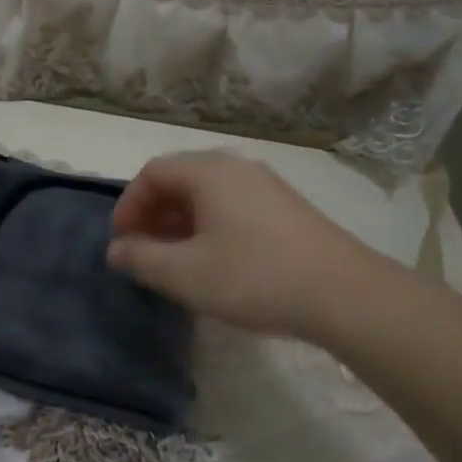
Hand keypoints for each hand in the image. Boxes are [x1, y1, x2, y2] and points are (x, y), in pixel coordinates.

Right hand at [107, 151, 405, 342]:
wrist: (345, 294)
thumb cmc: (254, 277)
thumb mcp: (185, 274)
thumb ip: (142, 258)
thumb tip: (116, 249)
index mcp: (208, 172)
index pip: (152, 173)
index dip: (128, 205)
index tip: (121, 242)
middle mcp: (236, 167)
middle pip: (180, 179)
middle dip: (153, 214)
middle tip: (143, 251)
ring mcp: (266, 185)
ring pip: (207, 194)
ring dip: (180, 222)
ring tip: (174, 260)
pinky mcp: (286, 207)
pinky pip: (232, 205)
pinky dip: (209, 226)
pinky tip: (214, 261)